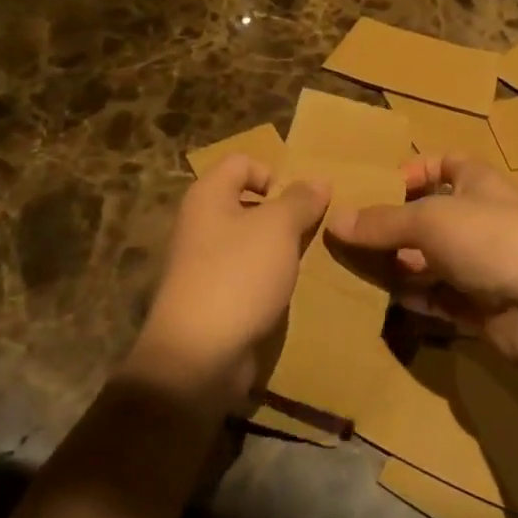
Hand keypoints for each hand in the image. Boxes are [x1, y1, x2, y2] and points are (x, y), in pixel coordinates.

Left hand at [127, 156, 329, 406]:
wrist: (198, 356)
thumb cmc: (238, 275)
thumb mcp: (278, 228)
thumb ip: (300, 200)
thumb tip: (318, 179)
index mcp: (208, 195)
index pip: (243, 162)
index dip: (274, 172)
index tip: (301, 201)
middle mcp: (200, 223)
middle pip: (247, 202)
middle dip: (283, 213)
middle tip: (314, 231)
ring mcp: (203, 264)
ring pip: (250, 242)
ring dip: (279, 249)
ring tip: (307, 262)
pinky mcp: (212, 298)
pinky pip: (246, 275)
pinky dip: (268, 279)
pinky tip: (288, 292)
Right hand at [325, 154, 517, 378]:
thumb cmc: (491, 240)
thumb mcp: (429, 220)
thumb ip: (381, 222)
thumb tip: (334, 219)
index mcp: (480, 182)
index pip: (446, 163)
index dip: (414, 170)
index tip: (380, 188)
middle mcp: (484, 219)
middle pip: (433, 216)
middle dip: (396, 227)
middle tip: (354, 239)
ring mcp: (487, 264)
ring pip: (434, 260)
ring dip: (402, 266)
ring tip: (362, 272)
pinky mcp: (485, 306)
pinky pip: (443, 297)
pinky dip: (419, 298)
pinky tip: (391, 302)